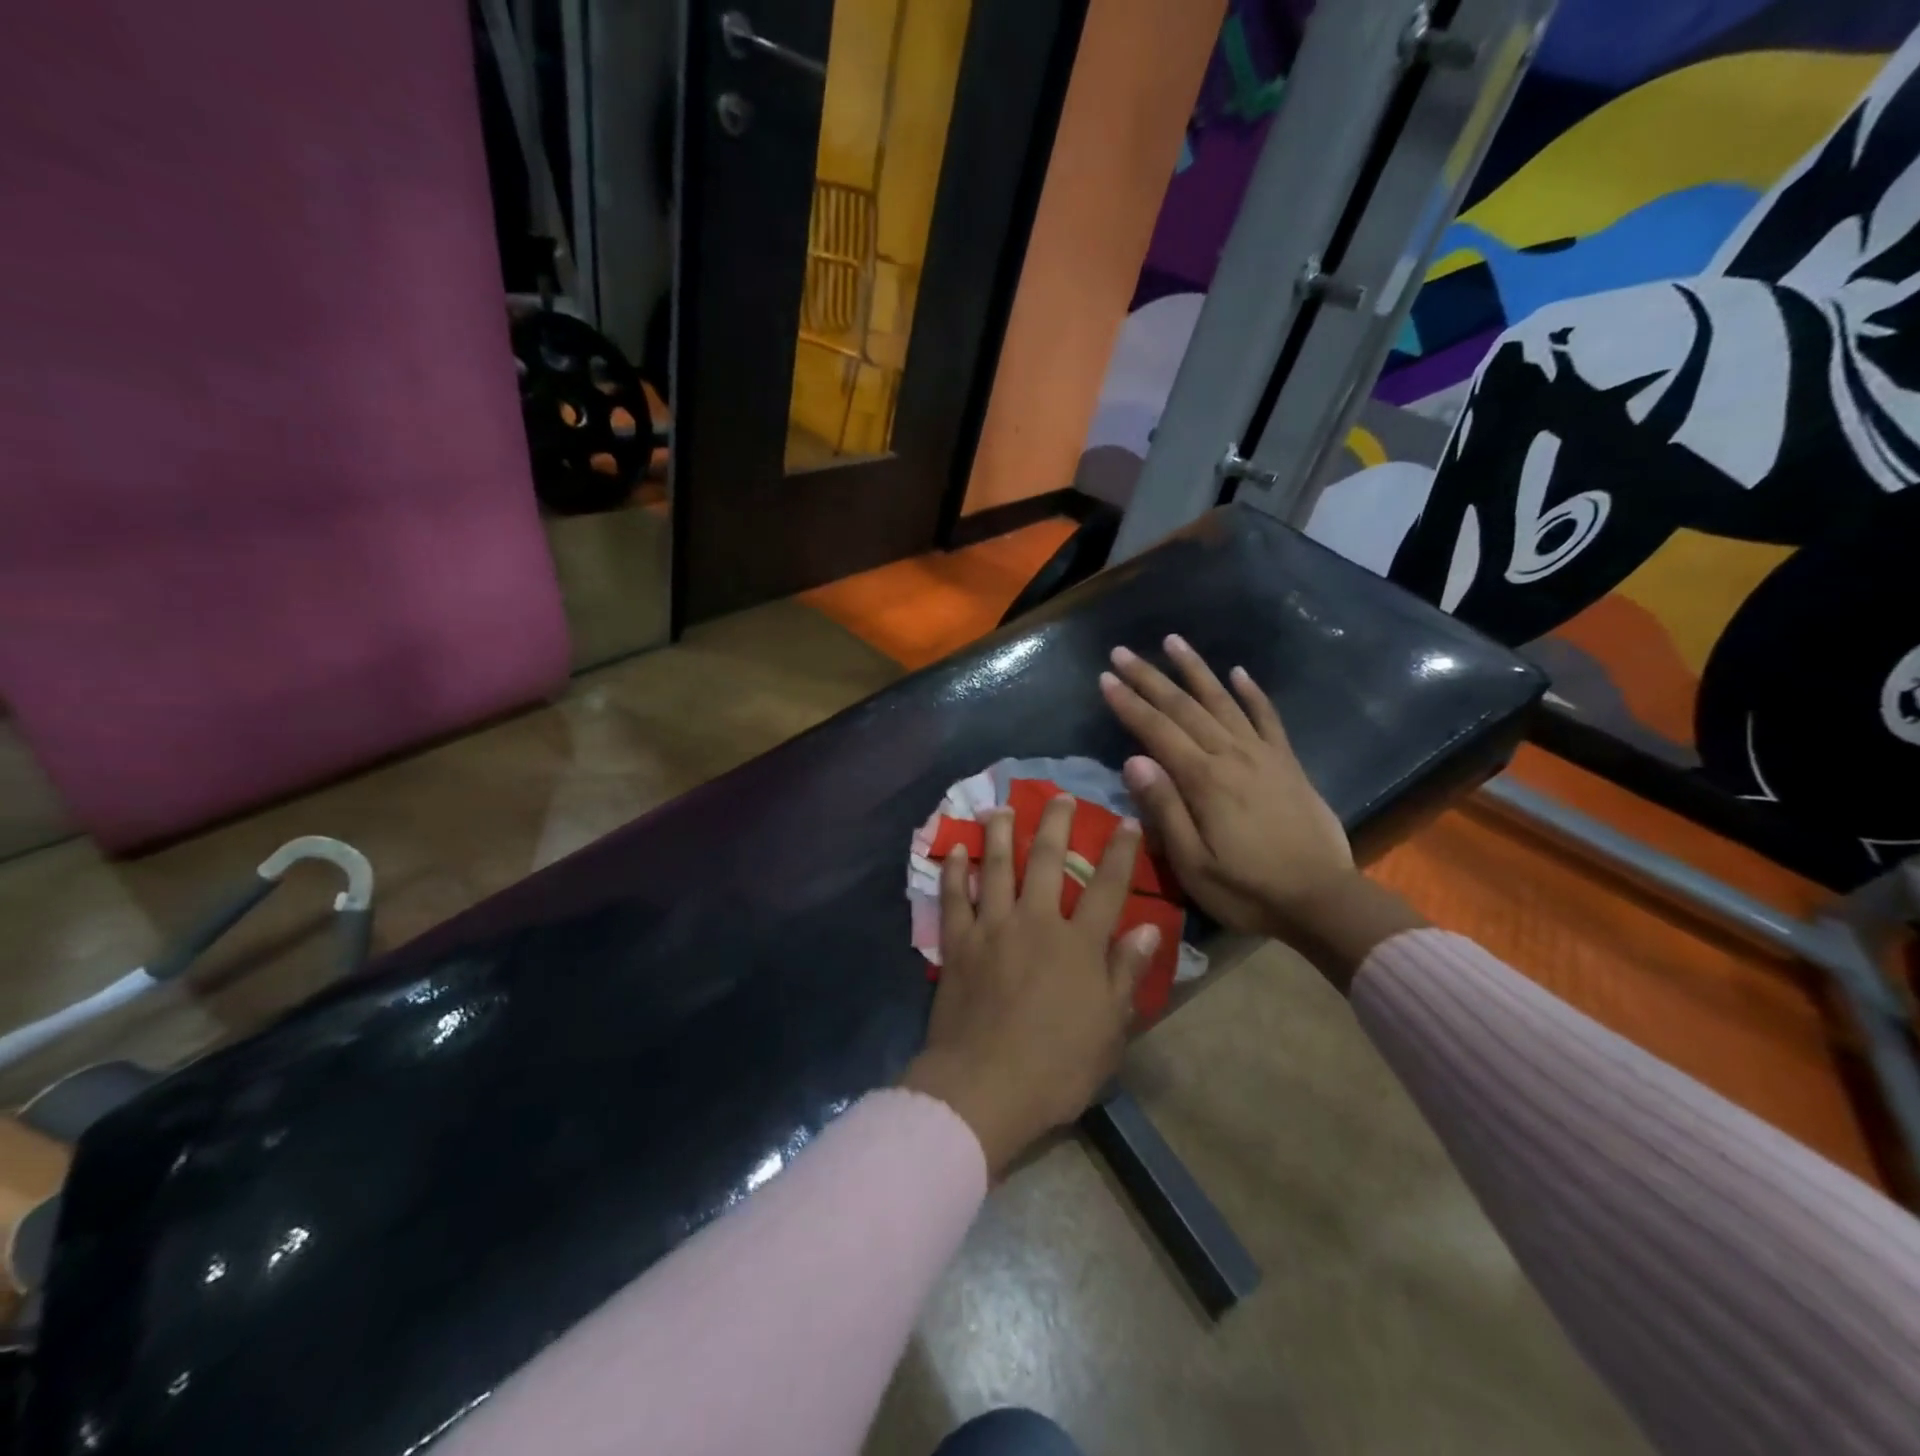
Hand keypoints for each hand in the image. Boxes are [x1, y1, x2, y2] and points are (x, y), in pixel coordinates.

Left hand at [901, 795, 1160, 1176]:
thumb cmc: (1057, 1066)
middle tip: (1058, 797)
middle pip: (1046, 861)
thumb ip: (1126, 973)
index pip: (1107, 887)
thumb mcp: (1109, 1029)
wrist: (985, 1087)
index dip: (1120, 852)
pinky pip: (954, 898)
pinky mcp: (957, 943)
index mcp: (1078, 944)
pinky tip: (955, 850)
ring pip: (997, 867)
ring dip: (1000, 834)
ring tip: (1001, 808)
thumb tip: (1148, 928)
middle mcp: (1035, 922)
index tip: (1127, 822)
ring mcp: (992, 928)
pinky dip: (954, 871)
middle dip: (1055, 824)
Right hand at [1100, 636, 1422, 986]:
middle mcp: (1232, 756)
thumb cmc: (1248, 890)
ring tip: (1173, 641)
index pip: (1156, 731)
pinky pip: (1268, 718)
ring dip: (1195, 670)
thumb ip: (1164, 809)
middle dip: (1150, 677)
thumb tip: (1133, 760)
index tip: (1105, 677)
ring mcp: (1263, 756)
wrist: (1323, 901)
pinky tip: (1239, 672)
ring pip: (1223, 701)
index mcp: (1204, 780)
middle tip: (1122, 652)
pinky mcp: (1287, 764)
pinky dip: (1252, 694)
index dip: (1128, 703)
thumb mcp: (1193, 863)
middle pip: (1184, 707)